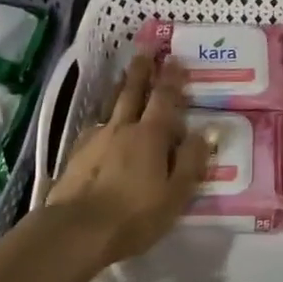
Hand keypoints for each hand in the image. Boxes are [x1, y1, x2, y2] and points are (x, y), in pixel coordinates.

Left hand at [46, 51, 212, 265]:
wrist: (76, 231)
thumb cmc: (134, 216)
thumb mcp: (175, 194)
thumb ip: (191, 161)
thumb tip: (205, 131)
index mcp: (151, 136)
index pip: (164, 99)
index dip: (171, 78)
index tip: (175, 58)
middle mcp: (123, 129)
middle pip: (132, 92)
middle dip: (141, 71)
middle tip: (145, 50)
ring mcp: (96, 139)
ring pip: (110, 106)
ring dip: (119, 87)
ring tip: (123, 75)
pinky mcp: (77, 155)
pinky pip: (94, 126)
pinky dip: (102, 118)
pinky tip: (100, 123)